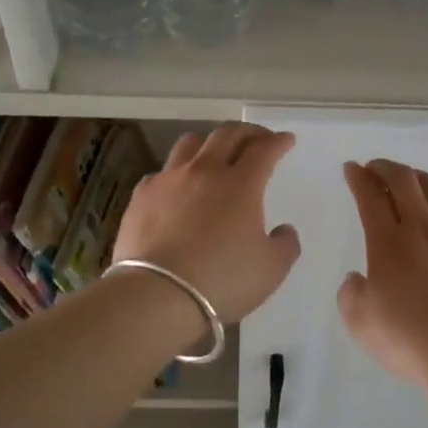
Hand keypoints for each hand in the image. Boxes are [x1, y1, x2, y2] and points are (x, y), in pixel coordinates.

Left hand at [114, 124, 301, 322]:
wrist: (157, 295)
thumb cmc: (222, 281)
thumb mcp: (271, 269)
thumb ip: (285, 244)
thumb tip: (283, 229)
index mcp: (241, 184)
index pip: (264, 150)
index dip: (278, 142)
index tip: (286, 140)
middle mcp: (205, 172)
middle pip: (227, 136)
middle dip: (247, 132)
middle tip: (258, 138)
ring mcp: (169, 181)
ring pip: (190, 144)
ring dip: (209, 143)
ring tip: (216, 153)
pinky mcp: (141, 196)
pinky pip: (162, 172)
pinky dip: (177, 173)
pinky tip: (178, 188)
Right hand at [337, 159, 427, 385]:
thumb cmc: (406, 338)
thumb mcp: (359, 321)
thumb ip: (351, 293)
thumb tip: (359, 278)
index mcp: (387, 241)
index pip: (369, 196)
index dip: (358, 178)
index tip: (351, 169)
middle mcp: (422, 228)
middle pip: (404, 180)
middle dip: (385, 167)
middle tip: (375, 168)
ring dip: (418, 178)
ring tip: (410, 182)